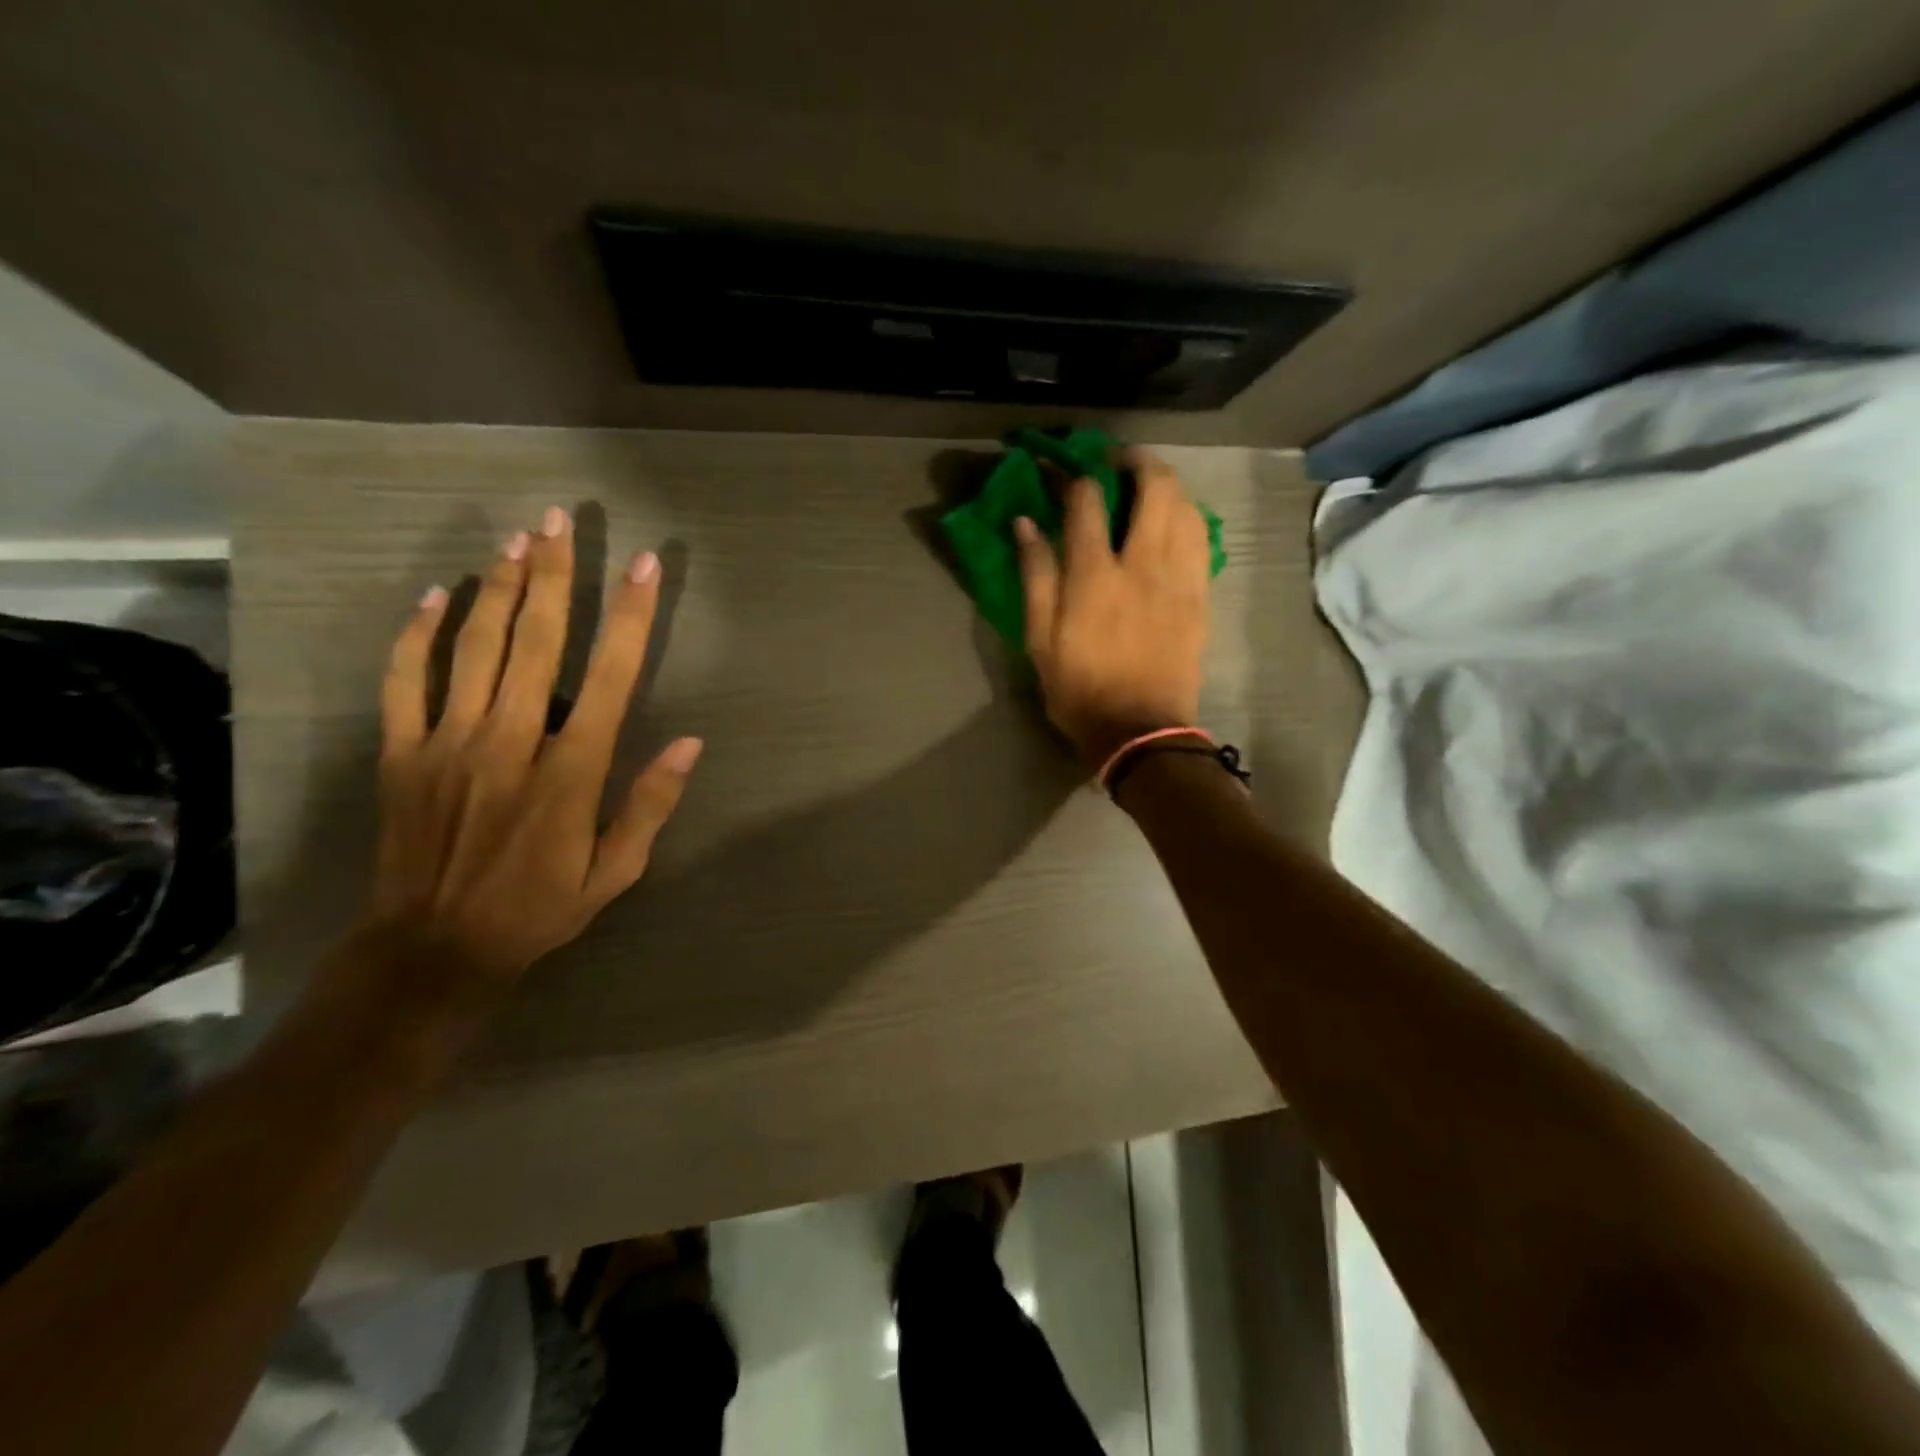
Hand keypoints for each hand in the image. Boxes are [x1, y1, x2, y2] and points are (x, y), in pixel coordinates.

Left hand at [352, 507, 701, 1009]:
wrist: (435, 949)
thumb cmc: (539, 908)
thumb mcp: (616, 872)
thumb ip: (650, 804)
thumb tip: (690, 744)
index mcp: (571, 770)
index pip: (610, 677)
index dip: (630, 617)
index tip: (645, 568)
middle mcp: (511, 741)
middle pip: (536, 642)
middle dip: (554, 575)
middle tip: (561, 520)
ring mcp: (449, 742)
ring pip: (474, 648)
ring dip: (498, 588)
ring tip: (517, 540)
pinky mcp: (402, 753)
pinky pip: (404, 681)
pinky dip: (418, 635)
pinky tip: (435, 596)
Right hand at [1014, 451, 1211, 766]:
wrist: (1141, 731)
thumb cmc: (1080, 689)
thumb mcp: (1040, 640)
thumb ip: (1034, 576)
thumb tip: (1025, 523)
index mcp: (1095, 576)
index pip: (1088, 501)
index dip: (1073, 475)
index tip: (1062, 470)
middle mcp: (1143, 564)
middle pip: (1154, 486)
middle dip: (1135, 460)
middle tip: (1116, 461)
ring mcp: (1179, 578)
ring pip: (1186, 506)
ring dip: (1167, 483)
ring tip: (1147, 485)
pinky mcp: (1200, 595)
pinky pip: (1202, 538)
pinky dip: (1188, 516)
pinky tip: (1174, 520)